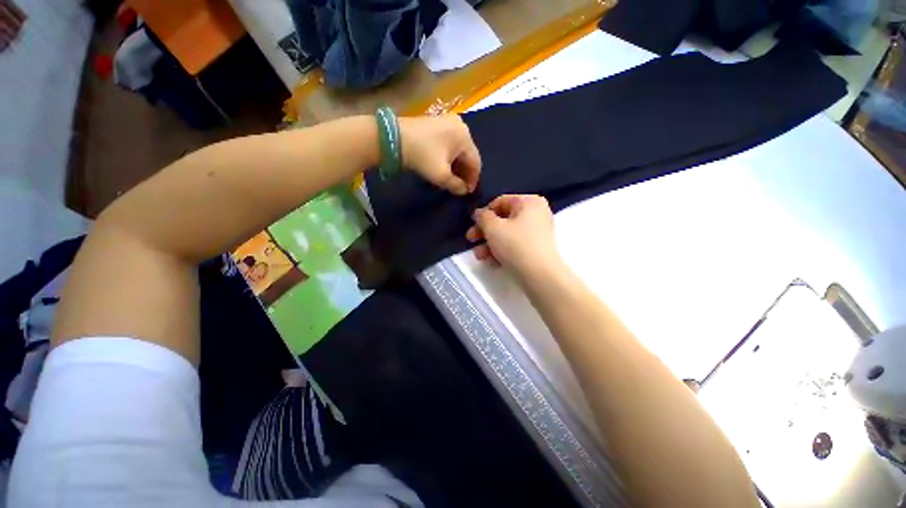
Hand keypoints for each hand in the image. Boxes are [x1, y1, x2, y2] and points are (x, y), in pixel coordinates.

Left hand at [399, 115, 480, 194]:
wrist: (394, 138)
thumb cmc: (422, 156)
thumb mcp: (441, 175)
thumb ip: (456, 185)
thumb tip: (464, 191)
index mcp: (465, 136)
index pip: (476, 162)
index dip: (473, 179)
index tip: (467, 192)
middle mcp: (461, 126)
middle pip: (468, 155)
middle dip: (465, 172)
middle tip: (460, 187)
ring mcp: (448, 122)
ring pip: (459, 149)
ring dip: (457, 166)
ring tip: (452, 178)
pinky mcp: (437, 123)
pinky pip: (450, 143)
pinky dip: (450, 156)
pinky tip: (444, 166)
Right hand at [466, 195, 560, 275]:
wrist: (539, 275)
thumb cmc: (515, 245)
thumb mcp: (493, 227)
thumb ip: (482, 217)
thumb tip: (479, 213)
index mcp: (529, 202)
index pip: (501, 201)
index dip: (484, 213)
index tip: (473, 224)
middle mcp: (536, 214)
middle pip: (503, 220)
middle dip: (484, 232)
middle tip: (471, 239)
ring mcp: (538, 232)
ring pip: (507, 234)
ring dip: (490, 244)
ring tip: (480, 255)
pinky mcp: (536, 249)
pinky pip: (515, 245)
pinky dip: (502, 251)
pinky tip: (492, 262)